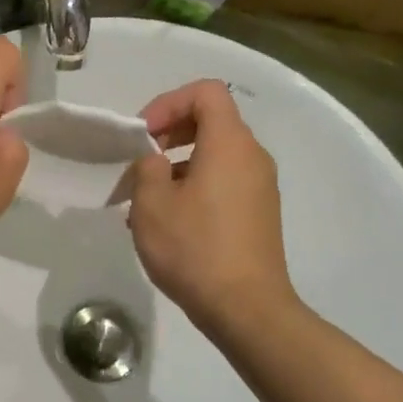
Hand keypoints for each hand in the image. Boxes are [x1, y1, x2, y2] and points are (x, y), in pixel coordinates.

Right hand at [127, 79, 294, 335]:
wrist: (247, 309)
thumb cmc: (195, 249)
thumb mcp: (152, 203)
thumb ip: (147, 167)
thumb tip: (156, 160)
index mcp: (230, 144)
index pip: (206, 92)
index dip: (169, 103)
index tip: (143, 135)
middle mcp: (252, 157)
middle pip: (212, 121)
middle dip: (170, 133)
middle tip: (141, 162)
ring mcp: (261, 187)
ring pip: (215, 155)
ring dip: (178, 166)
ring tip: (147, 200)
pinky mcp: (260, 213)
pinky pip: (225, 182)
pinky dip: (196, 186)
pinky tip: (170, 223)